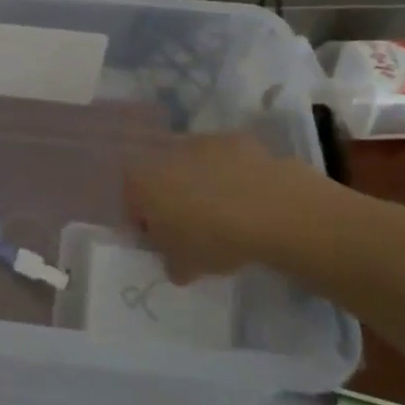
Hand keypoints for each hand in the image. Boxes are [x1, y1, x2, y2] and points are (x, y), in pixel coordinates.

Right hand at [123, 133, 353, 283]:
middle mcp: (164, 154)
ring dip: (202, 183)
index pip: (131, 200)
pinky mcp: (236, 139)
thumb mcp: (185, 266)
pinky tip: (251, 198)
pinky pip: (227, 159)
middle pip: (160, 176)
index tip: (163, 240)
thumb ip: (171, 261)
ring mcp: (202, 141)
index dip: (145, 221)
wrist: (273, 210)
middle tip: (194, 226)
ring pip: (193, 165)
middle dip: (172, 197)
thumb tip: (176, 261)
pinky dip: (233, 174)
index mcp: (142, 182)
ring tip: (226, 212)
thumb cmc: (214, 240)